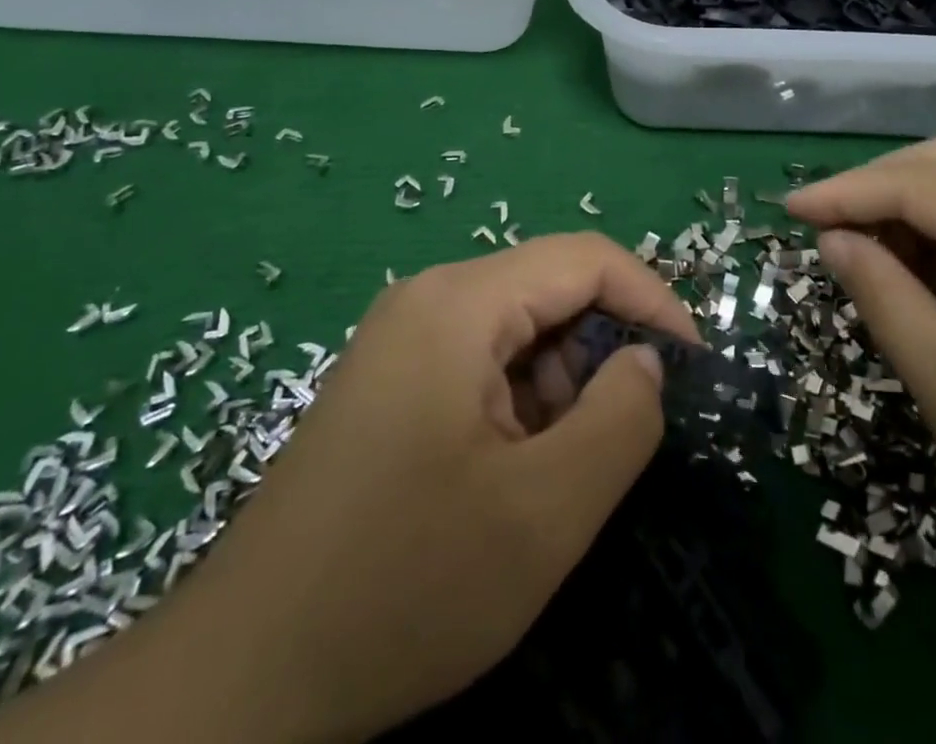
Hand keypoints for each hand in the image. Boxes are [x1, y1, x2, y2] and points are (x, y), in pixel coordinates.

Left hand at [0, 234, 698, 743]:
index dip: (652, 302)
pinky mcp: (389, 379)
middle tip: (615, 445)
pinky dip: (518, 406)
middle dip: (599, 355)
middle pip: (550, 291)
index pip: (586, 258)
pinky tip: (502, 479)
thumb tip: (647, 361)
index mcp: (459, 303)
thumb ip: (621, 420)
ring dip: (558, 388)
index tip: (692, 370)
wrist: (243, 677)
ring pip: (518, 330)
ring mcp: (401, 338)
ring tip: (550, 478)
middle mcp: (427, 299)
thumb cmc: (403, 585)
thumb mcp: (543, 514)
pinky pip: (480, 362)